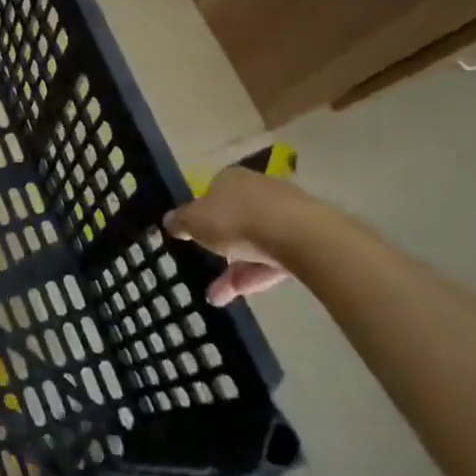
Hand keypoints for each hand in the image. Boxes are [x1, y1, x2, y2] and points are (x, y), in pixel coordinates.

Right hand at [164, 166, 300, 305]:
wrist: (299, 236)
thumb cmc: (237, 220)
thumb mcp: (194, 222)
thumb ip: (179, 221)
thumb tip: (169, 220)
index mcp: (231, 179)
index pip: (212, 192)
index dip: (201, 213)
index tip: (195, 234)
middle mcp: (259, 189)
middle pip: (235, 218)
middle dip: (221, 247)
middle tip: (207, 266)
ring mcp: (286, 213)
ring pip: (256, 242)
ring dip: (236, 269)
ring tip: (217, 296)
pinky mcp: (307, 238)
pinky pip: (275, 257)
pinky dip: (257, 275)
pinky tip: (241, 294)